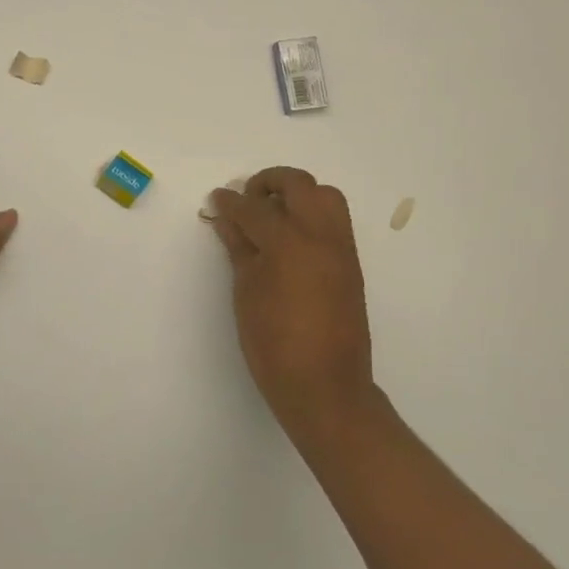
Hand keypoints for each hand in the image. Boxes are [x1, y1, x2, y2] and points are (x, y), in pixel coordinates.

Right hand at [209, 167, 376, 442]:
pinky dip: (313, 214)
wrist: (325, 386)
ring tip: (274, 213)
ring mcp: (341, 247)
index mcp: (289, 243)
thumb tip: (227, 220)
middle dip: (269, 182)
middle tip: (248, 198)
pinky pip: (335, 220)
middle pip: (298, 184)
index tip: (217, 199)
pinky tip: (291, 237)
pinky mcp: (351, 262)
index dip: (230, 202)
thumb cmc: (274, 345)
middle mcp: (321, 235)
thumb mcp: (247, 294)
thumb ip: (240, 249)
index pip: (254, 209)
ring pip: (325, 195)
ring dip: (298, 193)